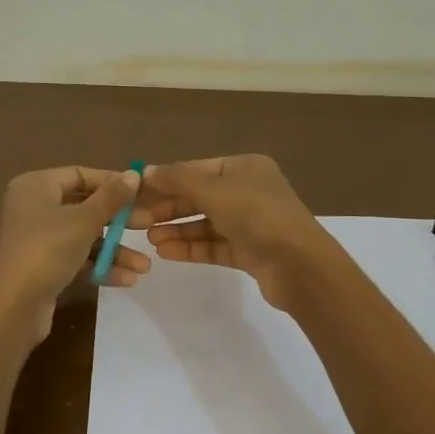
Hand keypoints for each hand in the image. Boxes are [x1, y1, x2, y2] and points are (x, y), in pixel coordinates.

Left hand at [0, 166, 149, 340]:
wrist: (14, 306)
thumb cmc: (48, 249)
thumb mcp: (85, 220)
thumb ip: (112, 197)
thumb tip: (133, 174)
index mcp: (36, 186)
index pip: (80, 175)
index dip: (111, 183)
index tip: (140, 194)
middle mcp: (35, 208)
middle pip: (85, 207)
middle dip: (119, 222)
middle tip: (149, 226)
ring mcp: (38, 239)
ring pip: (84, 237)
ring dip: (114, 251)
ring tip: (144, 267)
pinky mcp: (43, 267)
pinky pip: (77, 259)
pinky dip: (100, 266)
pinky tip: (127, 279)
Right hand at [134, 155, 334, 311]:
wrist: (299, 265)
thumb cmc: (257, 216)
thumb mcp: (214, 191)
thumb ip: (178, 180)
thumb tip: (146, 170)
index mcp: (245, 168)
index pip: (197, 169)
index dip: (166, 180)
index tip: (136, 192)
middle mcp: (248, 191)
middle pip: (199, 196)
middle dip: (168, 208)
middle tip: (135, 220)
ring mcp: (250, 223)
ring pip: (205, 223)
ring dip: (176, 229)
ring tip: (149, 239)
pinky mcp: (249, 252)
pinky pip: (214, 246)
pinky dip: (191, 247)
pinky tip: (166, 252)